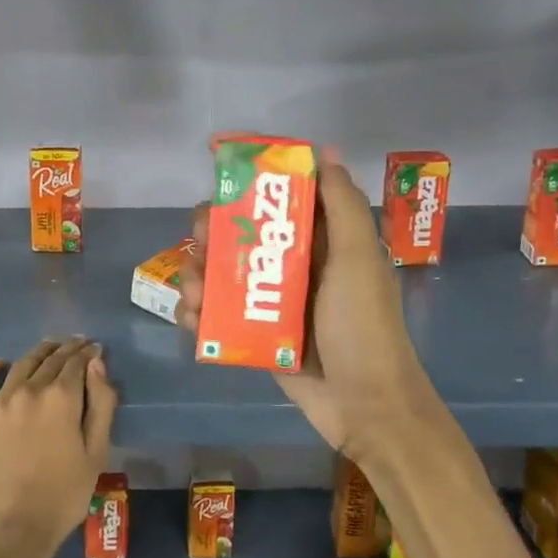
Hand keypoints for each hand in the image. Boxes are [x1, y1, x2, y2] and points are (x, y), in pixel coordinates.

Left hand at [0, 338, 117, 557]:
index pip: (78, 362)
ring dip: (40, 352)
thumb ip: (101, 405)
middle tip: (78, 345)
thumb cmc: (63, 495)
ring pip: (23, 363)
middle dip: (68, 349)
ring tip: (50, 348)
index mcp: (62, 397)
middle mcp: (30, 388)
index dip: (89, 353)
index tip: (96, 349)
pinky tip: (2, 365)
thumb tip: (97, 365)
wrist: (12, 528)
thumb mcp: (96, 453)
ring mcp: (0, 400)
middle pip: (52, 359)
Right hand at [177, 161, 440, 461]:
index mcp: (322, 243)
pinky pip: (219, 316)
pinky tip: (192, 319)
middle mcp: (296, 268)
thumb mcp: (356, 259)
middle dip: (212, 234)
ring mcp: (273, 304)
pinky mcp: (257, 336)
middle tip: (197, 239)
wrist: (365, 406)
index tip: (220, 180)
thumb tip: (326, 150)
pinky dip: (199, 314)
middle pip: (242, 236)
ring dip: (198, 276)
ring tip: (193, 291)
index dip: (250, 187)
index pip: (281, 202)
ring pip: (223, 276)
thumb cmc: (362, 326)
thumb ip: (341, 206)